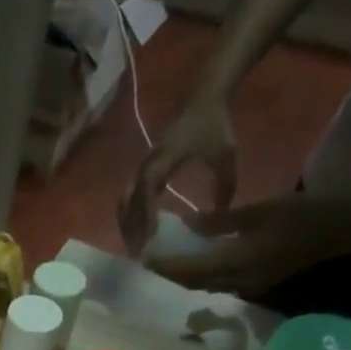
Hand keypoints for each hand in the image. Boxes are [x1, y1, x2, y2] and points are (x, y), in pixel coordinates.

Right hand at [120, 93, 238, 255]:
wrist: (202, 98)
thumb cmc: (213, 125)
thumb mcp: (225, 154)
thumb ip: (224, 184)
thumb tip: (220, 214)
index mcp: (162, 161)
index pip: (146, 192)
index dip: (145, 214)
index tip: (149, 236)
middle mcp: (146, 166)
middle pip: (127, 201)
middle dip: (129, 227)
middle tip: (137, 251)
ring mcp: (143, 168)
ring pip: (125, 201)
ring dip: (127, 224)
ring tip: (134, 245)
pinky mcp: (145, 170)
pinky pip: (131, 197)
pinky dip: (131, 215)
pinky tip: (139, 230)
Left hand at [150, 193, 350, 297]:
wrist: (340, 231)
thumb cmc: (301, 214)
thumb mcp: (259, 210)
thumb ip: (221, 222)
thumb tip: (188, 226)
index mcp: (238, 262)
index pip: (190, 269)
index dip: (166, 266)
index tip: (146, 258)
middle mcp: (237, 282)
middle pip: (194, 283)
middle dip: (171, 274)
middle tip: (152, 261)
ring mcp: (247, 287)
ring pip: (205, 286)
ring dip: (185, 277)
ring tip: (168, 263)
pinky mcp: (254, 286)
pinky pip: (219, 285)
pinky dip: (202, 277)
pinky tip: (195, 264)